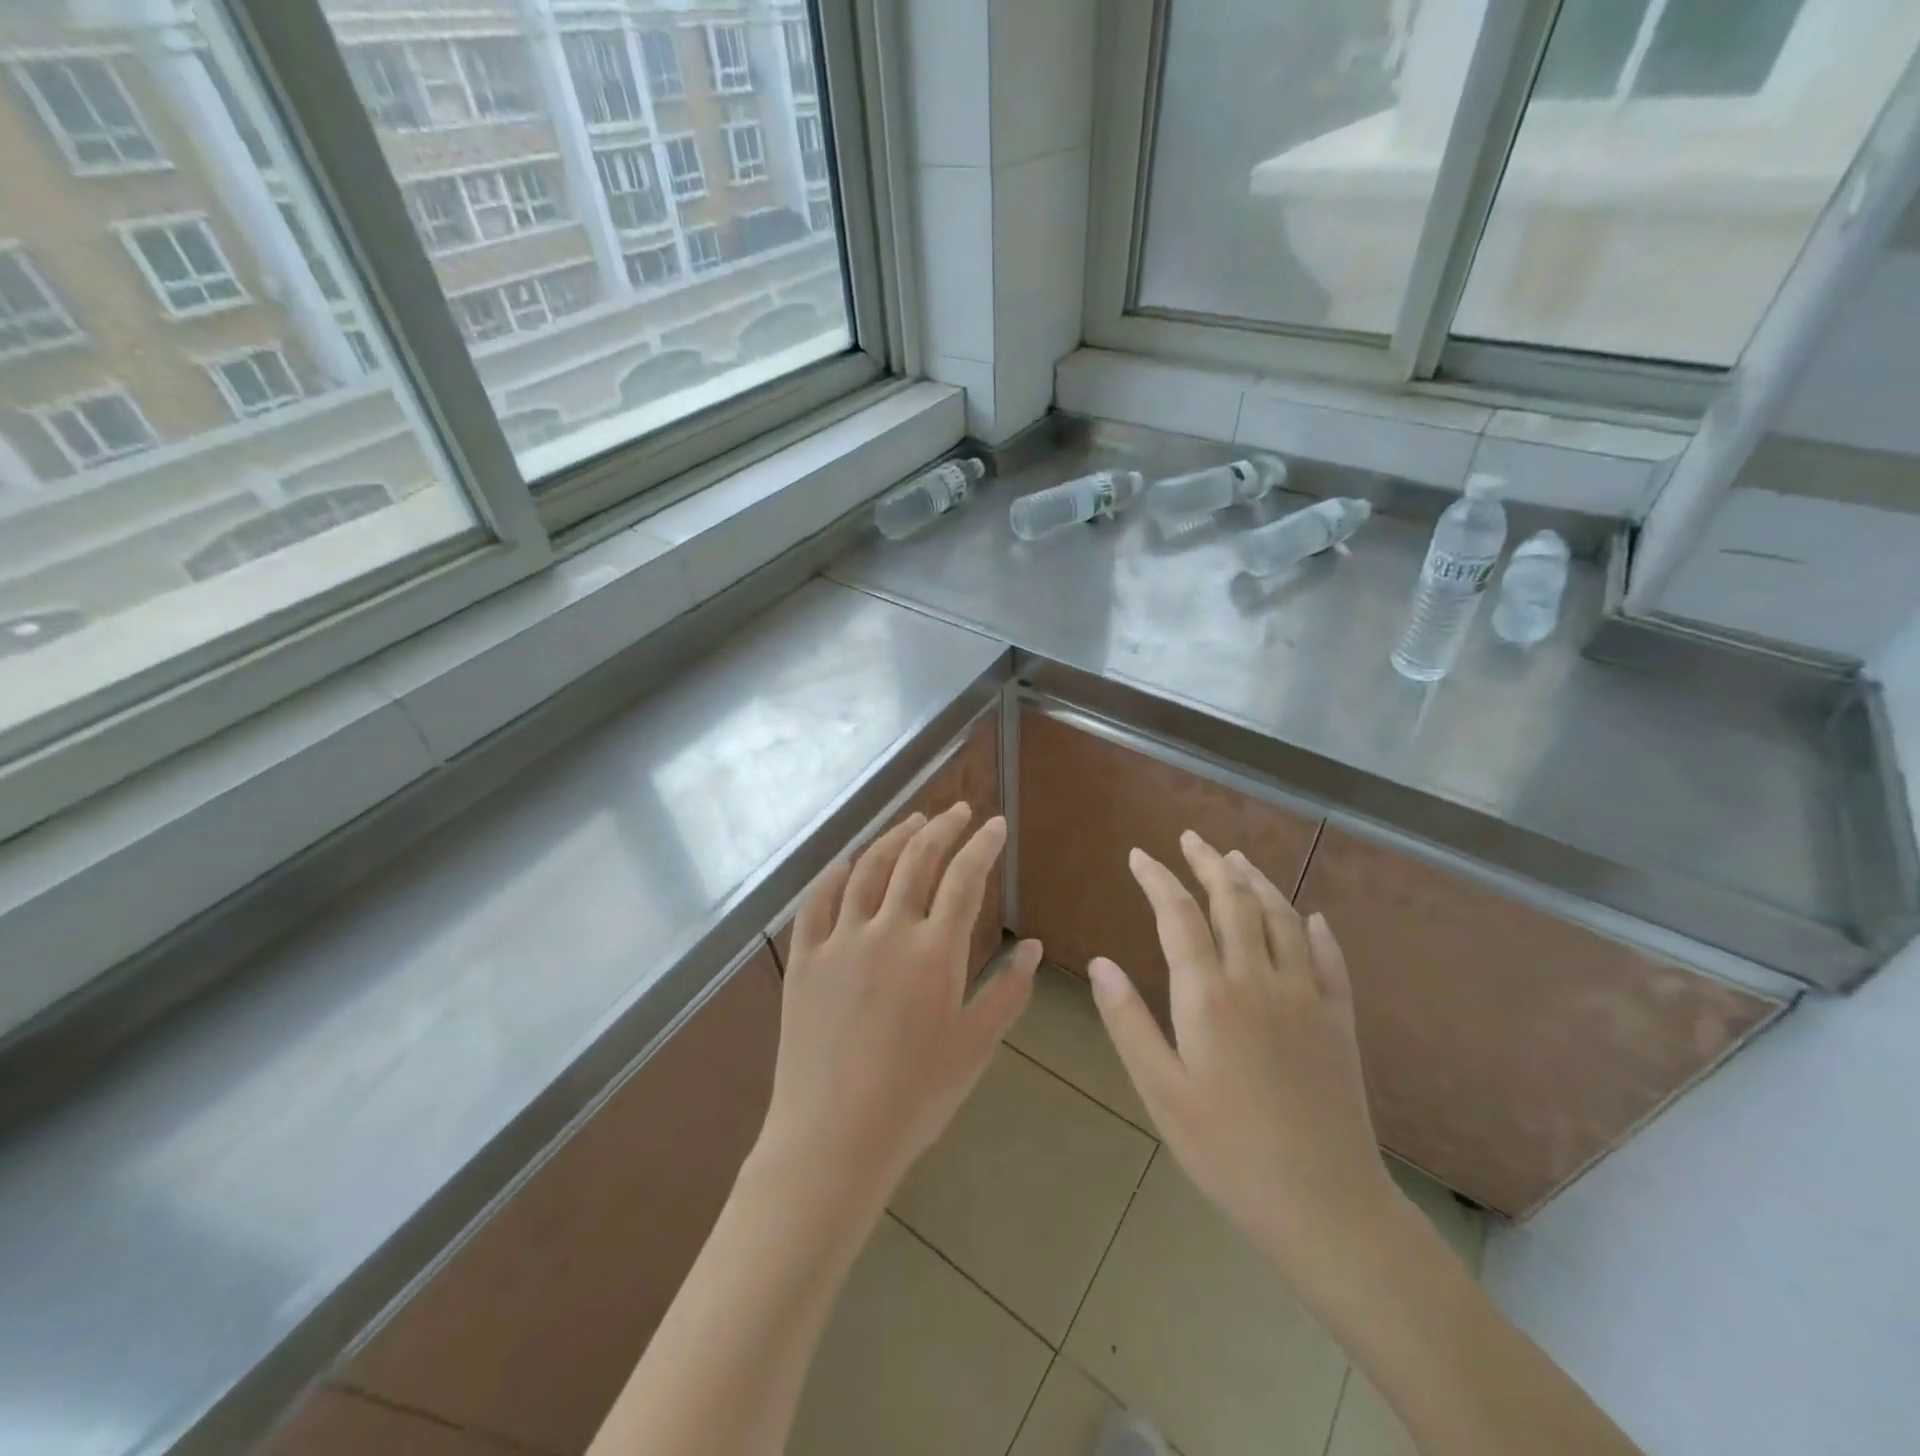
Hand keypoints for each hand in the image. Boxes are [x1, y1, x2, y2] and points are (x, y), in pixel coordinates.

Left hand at [755, 804, 1041, 1212]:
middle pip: (917, 859)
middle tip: (959, 811)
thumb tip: (1032, 945)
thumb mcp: (974, 1047)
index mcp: (934, 953)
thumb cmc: (914, 1098)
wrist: (833, 1139)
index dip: (982, 845)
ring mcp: (840, 941)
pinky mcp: (805, 958)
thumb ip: (1008, 992)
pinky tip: (848, 860)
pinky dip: (835, 872)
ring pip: (869, 869)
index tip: (995, 826)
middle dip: (942, 828)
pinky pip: (817, 900)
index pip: (964, 879)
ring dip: (894, 837)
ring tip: (914, 821)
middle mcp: (887, 931)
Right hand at [1088, 830, 1399, 1289]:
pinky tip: (1311, 917)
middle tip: (1191, 838)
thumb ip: (1128, 1022)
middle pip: (1234, 902)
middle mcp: (1259, 981)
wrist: (1325, 1204)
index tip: (1139, 855)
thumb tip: (1101, 963)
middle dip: (1209, 864)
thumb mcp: (1161, 1091)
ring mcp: (1306, 997)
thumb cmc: (1227, 1151)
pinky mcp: (1340, 1021)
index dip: (1157, 879)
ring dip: (1257, 882)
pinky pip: (1331, 959)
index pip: (1179, 917)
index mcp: (1209, 996)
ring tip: (1237, 859)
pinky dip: (1317, 930)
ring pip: (1282, 919)